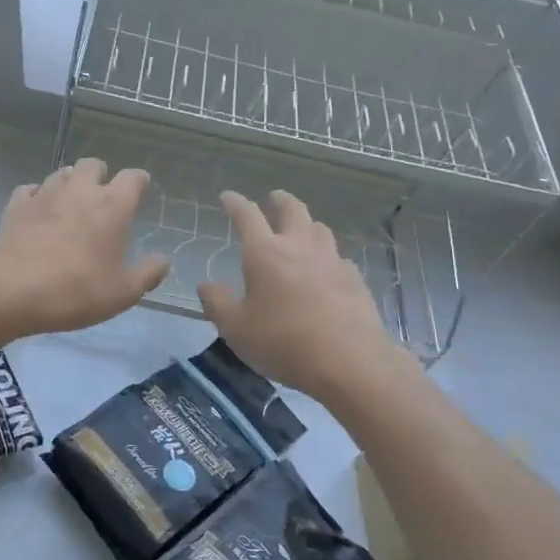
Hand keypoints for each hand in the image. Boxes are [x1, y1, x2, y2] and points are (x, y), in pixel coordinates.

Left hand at [0, 159, 169, 338]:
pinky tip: (38, 211)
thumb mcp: (123, 292)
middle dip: (101, 175)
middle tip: (103, 197)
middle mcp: (80, 190)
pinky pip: (30, 190)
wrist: (12, 292)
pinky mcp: (16, 206)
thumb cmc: (76, 291)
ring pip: (61, 173)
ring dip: (70, 182)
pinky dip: (38, 196)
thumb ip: (148, 273)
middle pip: (93, 164)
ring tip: (72, 203)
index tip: (141, 190)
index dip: (139, 181)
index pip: (133, 177)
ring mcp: (45, 194)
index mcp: (113, 206)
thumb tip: (163, 260)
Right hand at [197, 190, 403, 402]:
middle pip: (292, 209)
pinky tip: (325, 269)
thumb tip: (206, 285)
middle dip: (279, 200)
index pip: (247, 215)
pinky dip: (326, 255)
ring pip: (319, 228)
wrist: (349, 362)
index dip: (235, 203)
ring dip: (306, 223)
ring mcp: (332, 260)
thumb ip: (217, 304)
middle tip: (272, 199)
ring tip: (299, 230)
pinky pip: (337, 256)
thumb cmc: (283, 342)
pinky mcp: (354, 279)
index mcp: (265, 253)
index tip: (227, 197)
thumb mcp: (236, 329)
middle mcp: (300, 247)